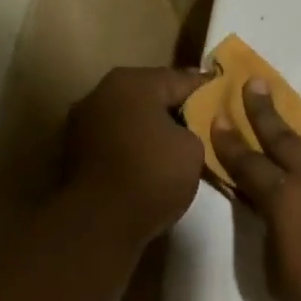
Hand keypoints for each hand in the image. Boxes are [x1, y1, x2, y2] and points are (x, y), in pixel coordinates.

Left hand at [64, 66, 210, 242]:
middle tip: (204, 124)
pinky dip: (133, 148)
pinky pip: (115, 142)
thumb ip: (194, 128)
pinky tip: (150, 163)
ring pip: (129, 120)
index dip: (208, 90)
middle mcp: (101, 92)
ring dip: (150, 130)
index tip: (226, 98)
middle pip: (150, 96)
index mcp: (132, 82)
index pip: (181, 79)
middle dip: (175, 109)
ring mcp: (82, 123)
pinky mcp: (74, 153)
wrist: (101, 222)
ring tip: (177, 147)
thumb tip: (184, 129)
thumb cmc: (153, 175)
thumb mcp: (193, 149)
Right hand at [211, 81, 300, 300]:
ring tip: (292, 148)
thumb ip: (271, 246)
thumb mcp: (279, 280)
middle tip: (255, 83)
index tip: (217, 116)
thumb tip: (279, 228)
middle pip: (284, 140)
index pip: (248, 165)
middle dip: (265, 112)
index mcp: (284, 201)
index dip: (229, 143)